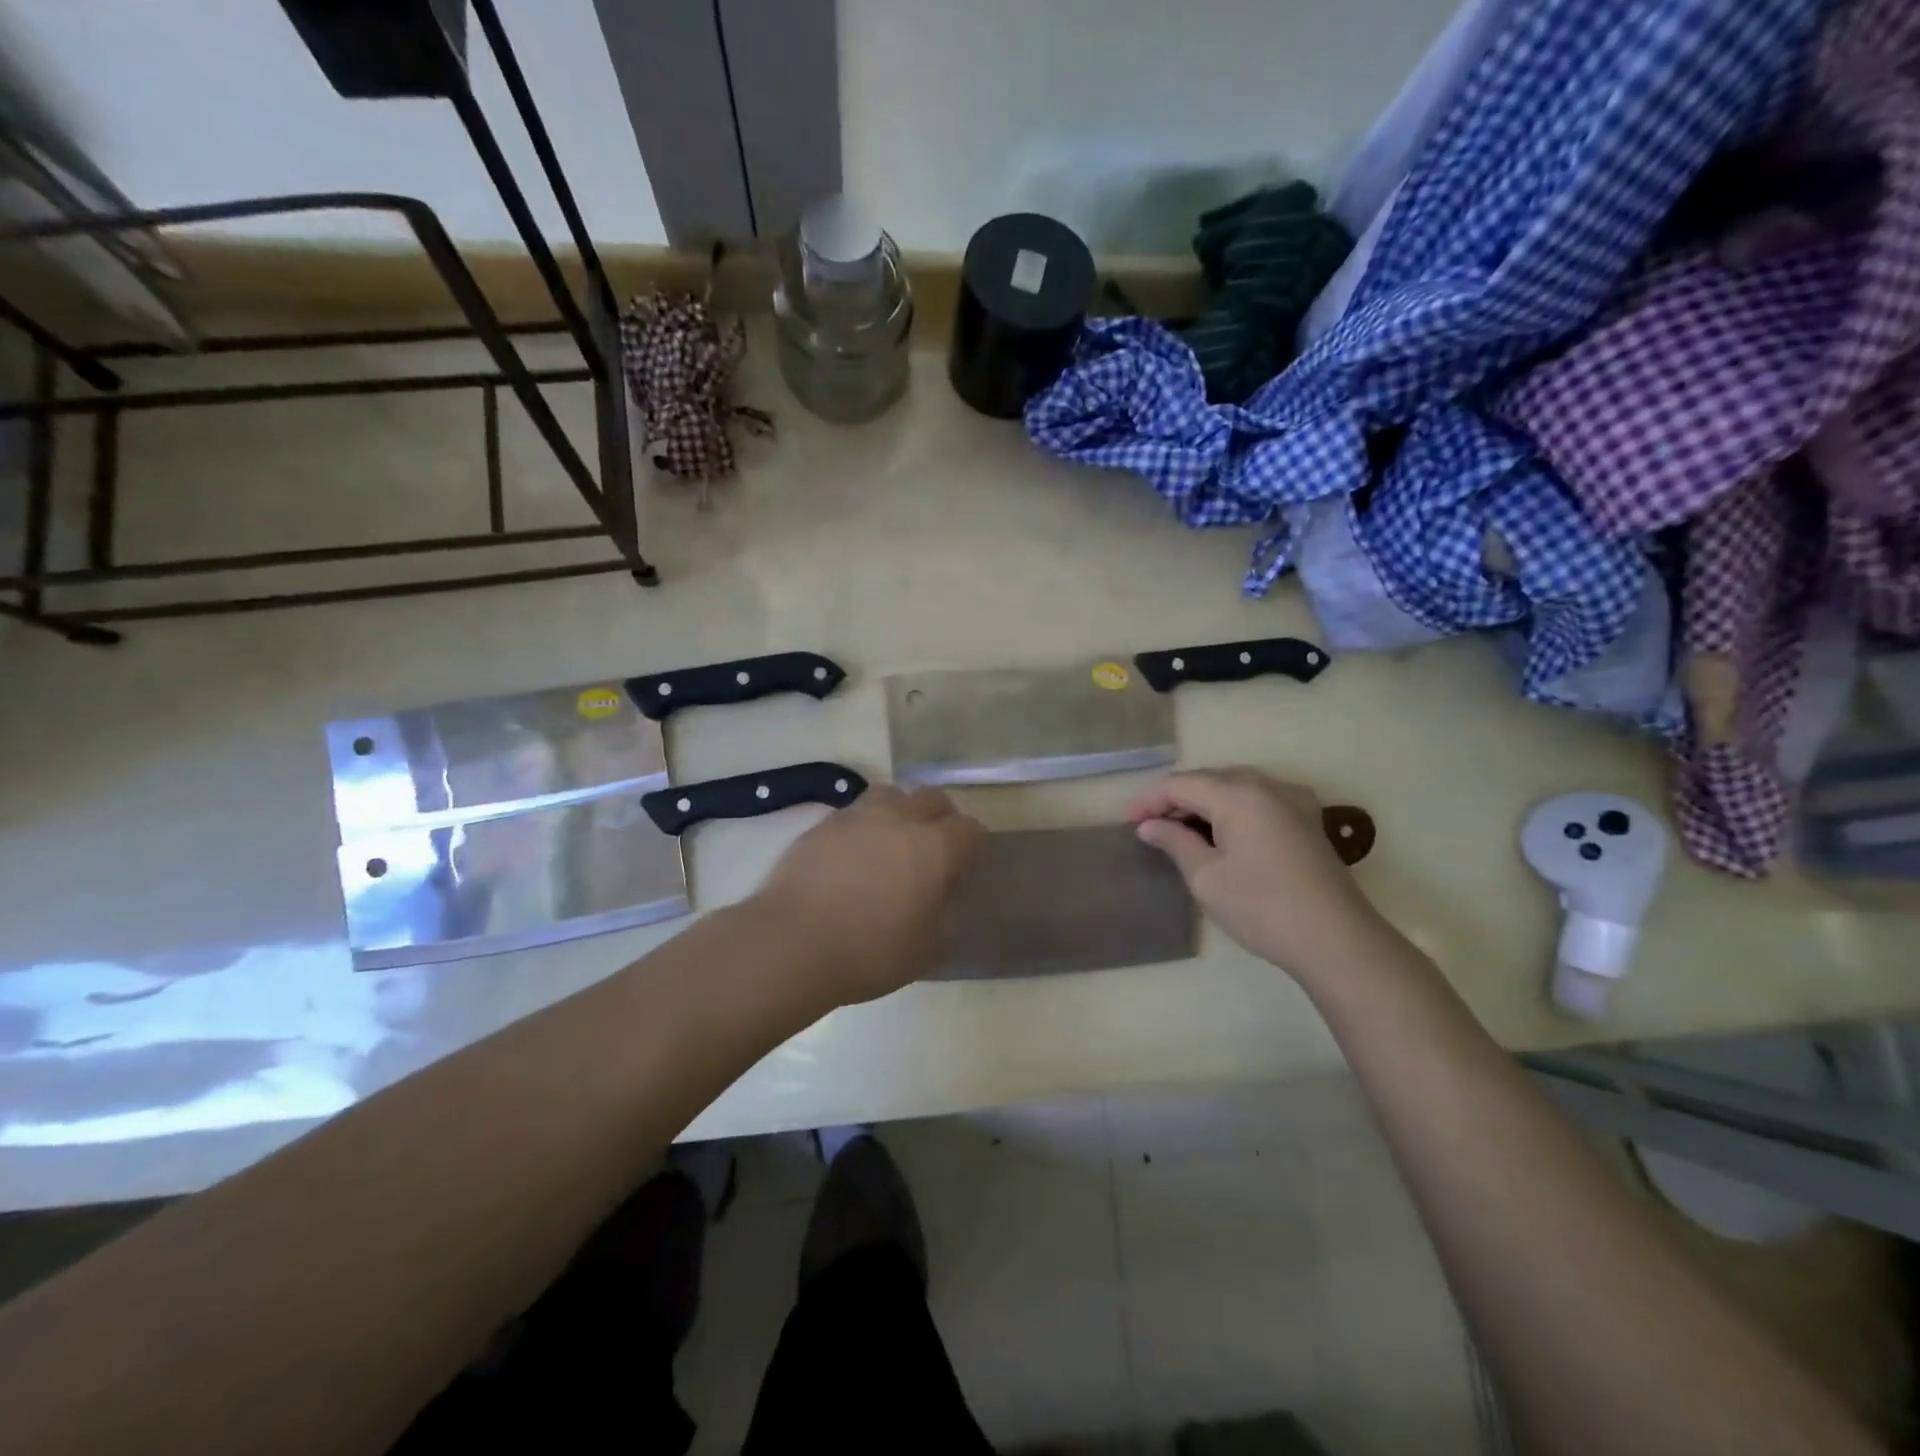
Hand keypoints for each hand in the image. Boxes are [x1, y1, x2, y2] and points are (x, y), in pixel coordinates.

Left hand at [750, 784, 986, 1004]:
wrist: (793, 943)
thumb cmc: (870, 952)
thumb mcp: (926, 949)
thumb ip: (942, 916)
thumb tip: (939, 899)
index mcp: (935, 848)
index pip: (969, 829)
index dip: (971, 843)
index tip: (964, 863)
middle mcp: (900, 820)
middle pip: (932, 798)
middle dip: (940, 816)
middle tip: (933, 846)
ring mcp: (858, 816)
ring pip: (891, 793)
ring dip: (900, 809)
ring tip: (892, 838)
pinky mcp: (822, 824)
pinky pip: (854, 812)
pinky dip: (863, 824)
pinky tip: (854, 852)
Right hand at [1126, 769, 1385, 979]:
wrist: (1336, 940)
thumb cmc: (1262, 908)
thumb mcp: (1207, 877)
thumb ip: (1174, 842)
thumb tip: (1149, 826)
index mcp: (1238, 794)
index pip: (1180, 784)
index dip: (1149, 801)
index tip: (1127, 824)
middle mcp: (1266, 785)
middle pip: (1208, 779)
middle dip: (1175, 800)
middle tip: (1149, 828)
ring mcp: (1292, 799)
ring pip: (1234, 787)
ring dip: (1203, 804)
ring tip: (1178, 831)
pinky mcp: (1307, 818)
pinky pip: (1257, 800)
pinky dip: (1231, 810)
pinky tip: (1220, 833)